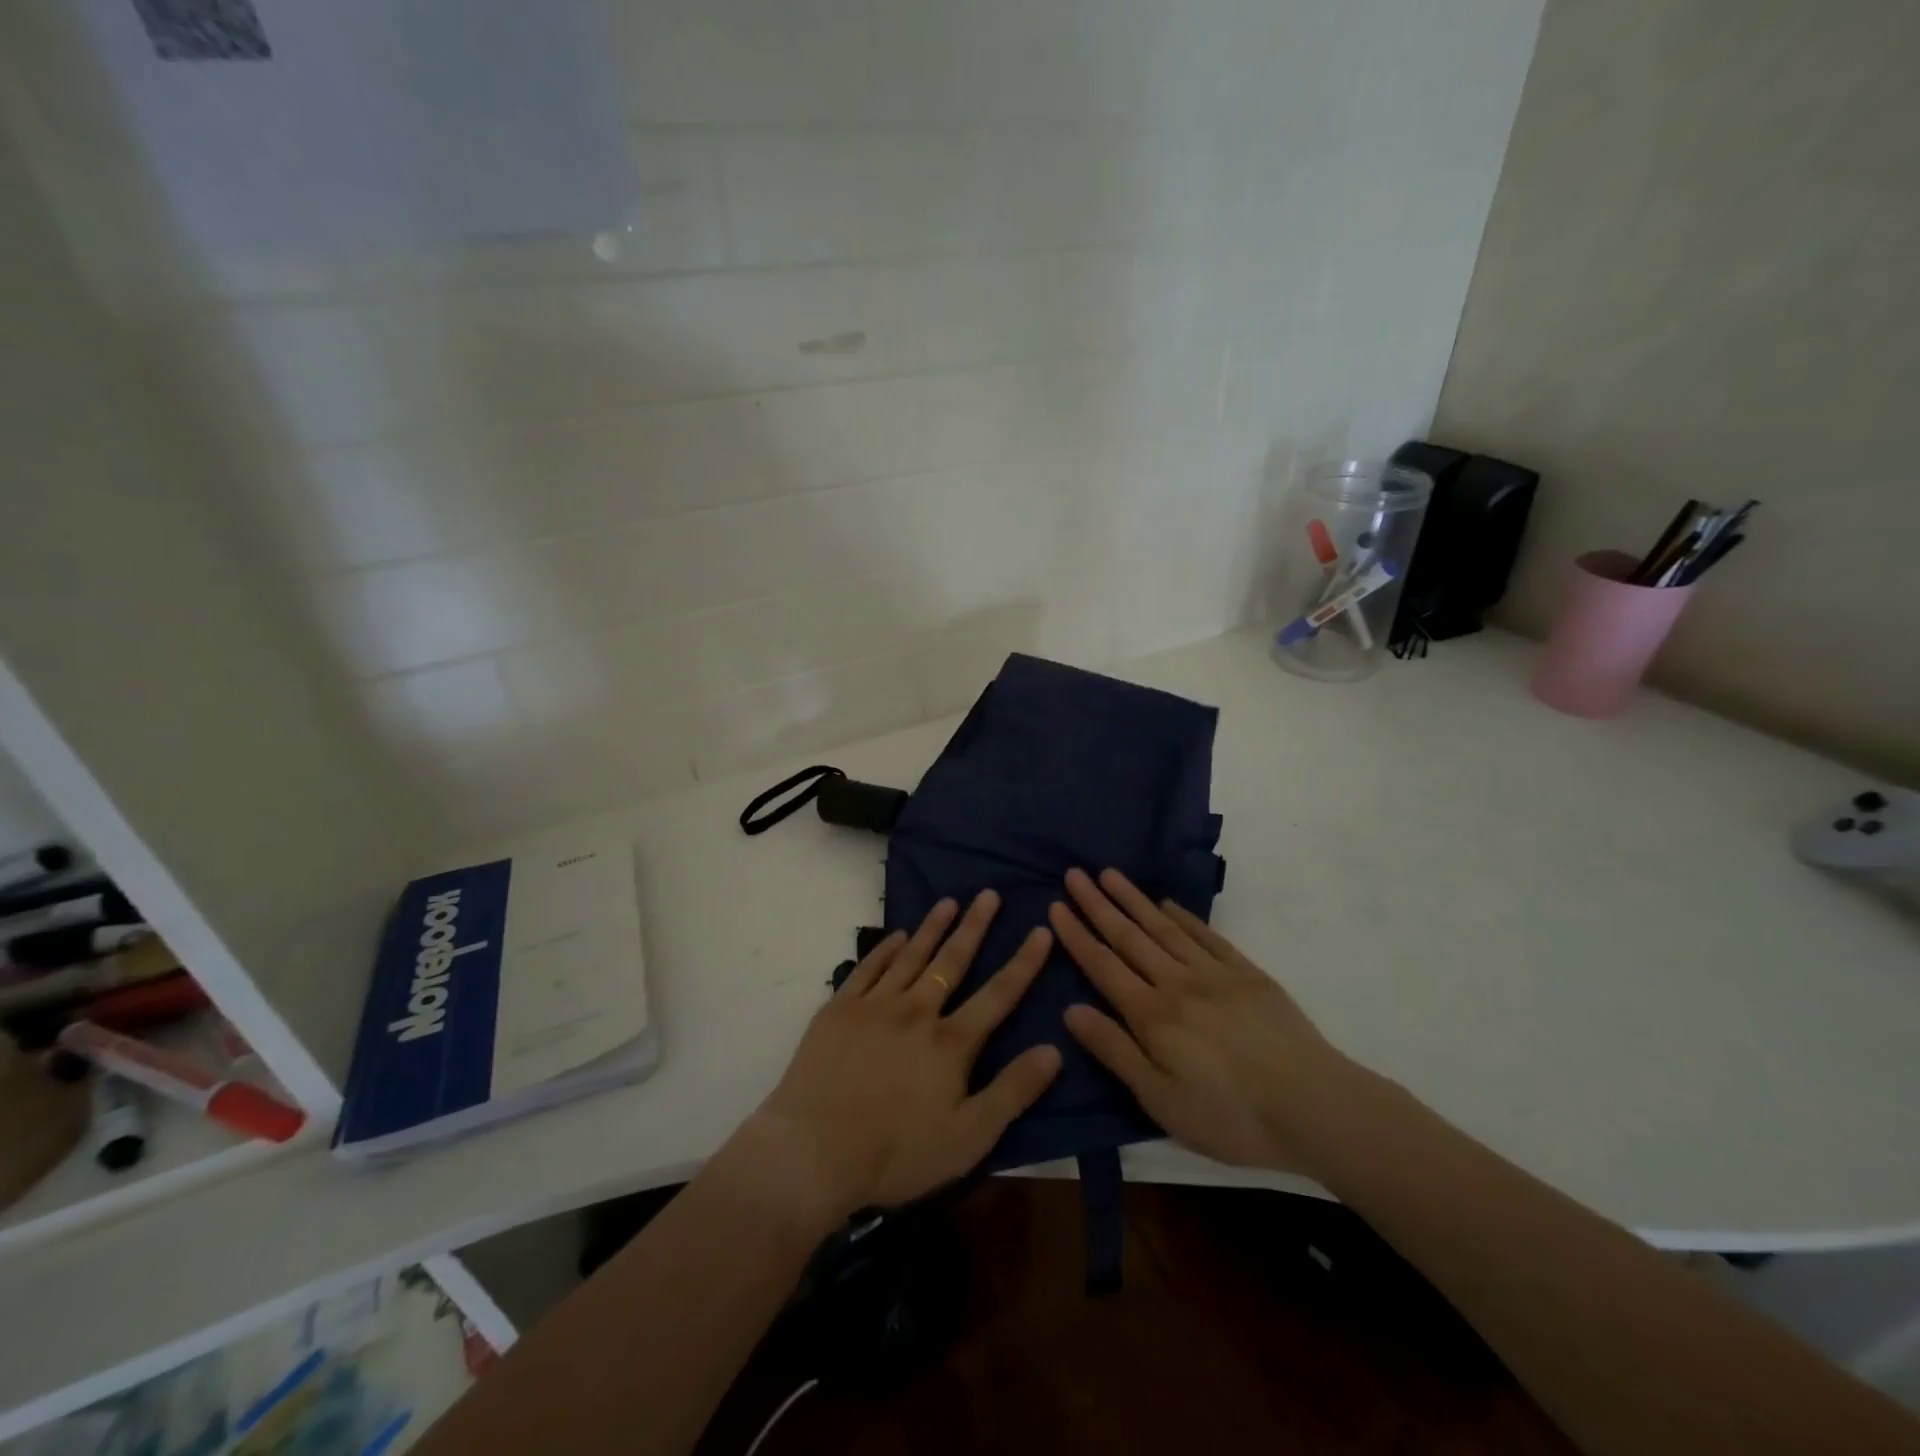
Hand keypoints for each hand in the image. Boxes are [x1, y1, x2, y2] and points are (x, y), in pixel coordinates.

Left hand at [741, 891, 1061, 1224]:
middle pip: (953, 960)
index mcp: (950, 1042)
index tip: (1041, 930)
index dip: (1024, 962)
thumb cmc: (895, 1153)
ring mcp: (875, 1006)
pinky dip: (885, 949)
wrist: (812, 1151)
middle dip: (975, 926)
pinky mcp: (839, 1009)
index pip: (998, 994)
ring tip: (949, 902)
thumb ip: (1012, 1092)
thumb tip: (1054, 1049)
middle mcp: (917, 1011)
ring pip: (911, 956)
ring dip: (932, 927)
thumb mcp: (968, 1138)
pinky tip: (896, 936)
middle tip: (989, 894)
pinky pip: (869, 968)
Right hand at [1049, 867, 1362, 1175]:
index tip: (1056, 906)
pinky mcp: (1247, 974)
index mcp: (1152, 1015)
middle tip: (1074, 874)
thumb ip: (1115, 1051)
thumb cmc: (1231, 1116)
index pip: (1103, 966)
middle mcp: (1176, 983)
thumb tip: (1071, 1010)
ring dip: (1133, 899)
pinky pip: (1206, 936)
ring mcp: (1214, 973)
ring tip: (1109, 874)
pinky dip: (1184, 916)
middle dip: (1097, 904)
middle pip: (1129, 937)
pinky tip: (1167, 904)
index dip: (1077, 935)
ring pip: (1163, 928)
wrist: (1315, 1106)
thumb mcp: (1161, 1101)